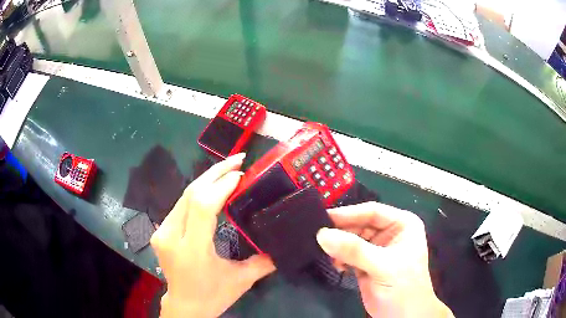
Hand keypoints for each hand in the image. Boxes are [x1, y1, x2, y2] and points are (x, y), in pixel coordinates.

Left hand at [151, 153, 274, 317]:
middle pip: (190, 194)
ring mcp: (162, 232)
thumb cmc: (213, 295)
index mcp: (192, 250)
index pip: (202, 207)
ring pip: (184, 196)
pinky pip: (181, 204)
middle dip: (214, 173)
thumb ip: (263, 261)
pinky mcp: (160, 230)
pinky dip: (198, 192)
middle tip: (237, 160)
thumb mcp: (241, 280)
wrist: (184, 305)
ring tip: (228, 169)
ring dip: (206, 180)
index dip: (221, 186)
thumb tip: (281, 242)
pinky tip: (211, 187)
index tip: (241, 175)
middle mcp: (171, 236)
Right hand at [317, 202, 452, 317]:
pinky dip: (340, 258)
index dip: (349, 214)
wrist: (403, 316)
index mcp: (402, 224)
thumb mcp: (382, 266)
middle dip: (341, 232)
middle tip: (318, 236)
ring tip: (327, 254)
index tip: (323, 217)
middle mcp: (390, 232)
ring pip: (352, 239)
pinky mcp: (367, 263)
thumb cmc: (403, 287)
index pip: (373, 212)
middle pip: (360, 224)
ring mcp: (378, 248)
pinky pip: (348, 254)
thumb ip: (354, 250)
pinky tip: (336, 265)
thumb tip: (322, 234)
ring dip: (339, 246)